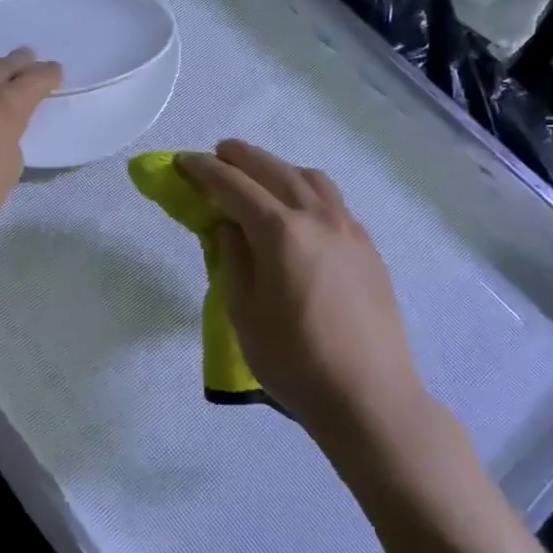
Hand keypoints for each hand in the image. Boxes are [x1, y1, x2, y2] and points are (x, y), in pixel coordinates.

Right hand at [178, 141, 427, 445]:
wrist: (369, 397)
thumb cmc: (295, 360)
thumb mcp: (243, 312)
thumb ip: (234, 259)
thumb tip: (231, 225)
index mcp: (280, 232)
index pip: (234, 186)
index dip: (204, 170)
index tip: (183, 161)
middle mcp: (317, 217)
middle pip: (273, 169)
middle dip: (240, 157)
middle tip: (216, 155)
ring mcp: (349, 229)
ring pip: (309, 178)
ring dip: (277, 168)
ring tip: (258, 176)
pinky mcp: (367, 247)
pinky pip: (332, 200)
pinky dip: (306, 189)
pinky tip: (298, 209)